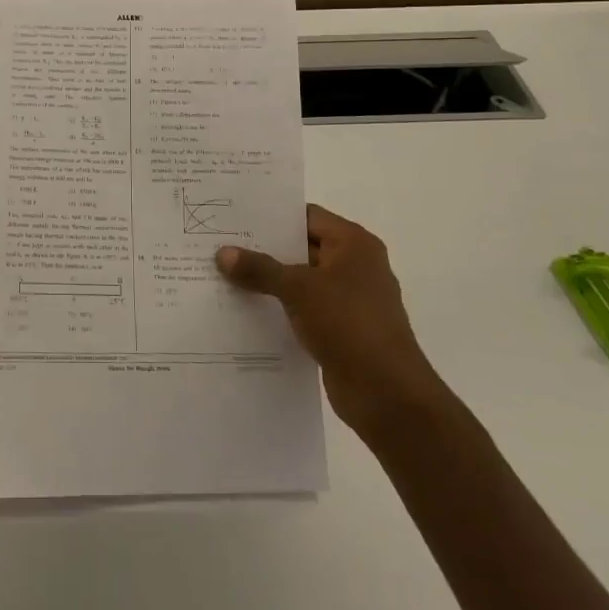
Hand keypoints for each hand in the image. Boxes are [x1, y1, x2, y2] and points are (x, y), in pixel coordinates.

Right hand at [217, 205, 432, 428]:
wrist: (386, 393)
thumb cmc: (348, 324)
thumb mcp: (299, 289)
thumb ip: (260, 268)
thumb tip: (222, 253)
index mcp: (354, 244)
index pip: (306, 216)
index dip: (272, 216)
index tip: (235, 216)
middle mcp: (355, 265)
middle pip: (302, 247)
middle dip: (264, 249)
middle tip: (221, 244)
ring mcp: (349, 299)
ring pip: (301, 280)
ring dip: (269, 281)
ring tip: (224, 275)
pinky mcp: (341, 329)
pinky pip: (303, 308)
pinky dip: (279, 308)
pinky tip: (246, 310)